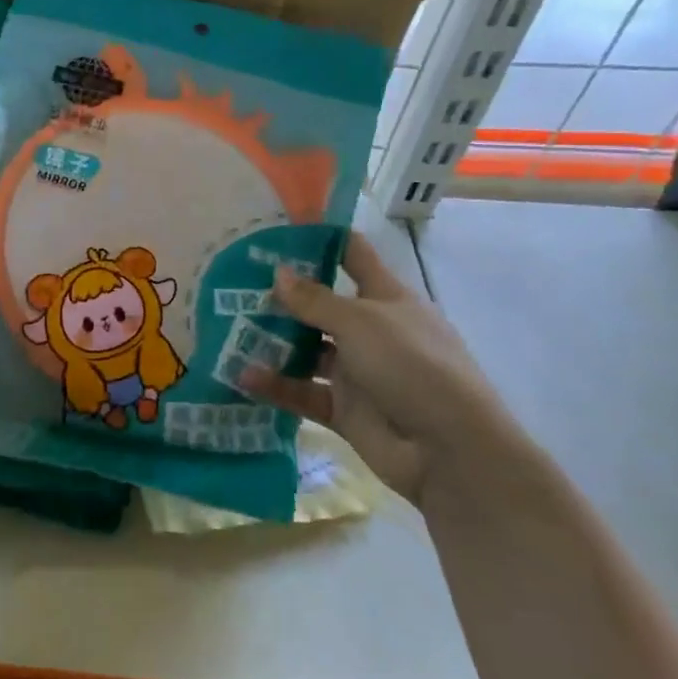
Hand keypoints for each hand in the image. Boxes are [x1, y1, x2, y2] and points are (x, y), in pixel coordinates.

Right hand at [242, 231, 528, 506]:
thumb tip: (277, 273)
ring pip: (306, 350)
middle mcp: (369, 331)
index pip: (352, 256)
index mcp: (386, 298)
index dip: (320, 240)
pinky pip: (302, 392)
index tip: (278, 228)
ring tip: (228, 328)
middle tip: (232, 282)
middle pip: (320, 305)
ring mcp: (356, 371)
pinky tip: (241, 376)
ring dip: (272, 341)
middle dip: (282, 295)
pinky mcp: (343, 409)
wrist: (449, 451)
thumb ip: (314, 300)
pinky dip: (275, 385)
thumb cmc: (412, 365)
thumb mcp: (360, 322)